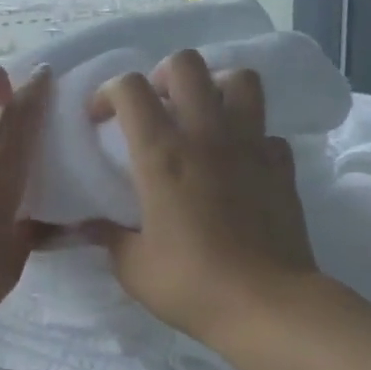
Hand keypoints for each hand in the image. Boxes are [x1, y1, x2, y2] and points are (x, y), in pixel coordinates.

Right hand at [87, 51, 316, 344]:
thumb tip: (89, 226)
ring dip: (214, 89)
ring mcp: (250, 146)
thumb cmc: (191, 284)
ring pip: (239, 79)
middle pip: (186, 64)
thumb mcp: (133, 267)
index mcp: (161, 155)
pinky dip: (249, 137)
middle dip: (162, 76)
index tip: (99, 119)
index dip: (108, 92)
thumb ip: (108, 237)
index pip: (130, 89)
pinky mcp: (281, 165)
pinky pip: (266, 130)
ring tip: (200, 118)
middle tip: (154, 108)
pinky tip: (237, 163)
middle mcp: (206, 136)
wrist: (267, 305)